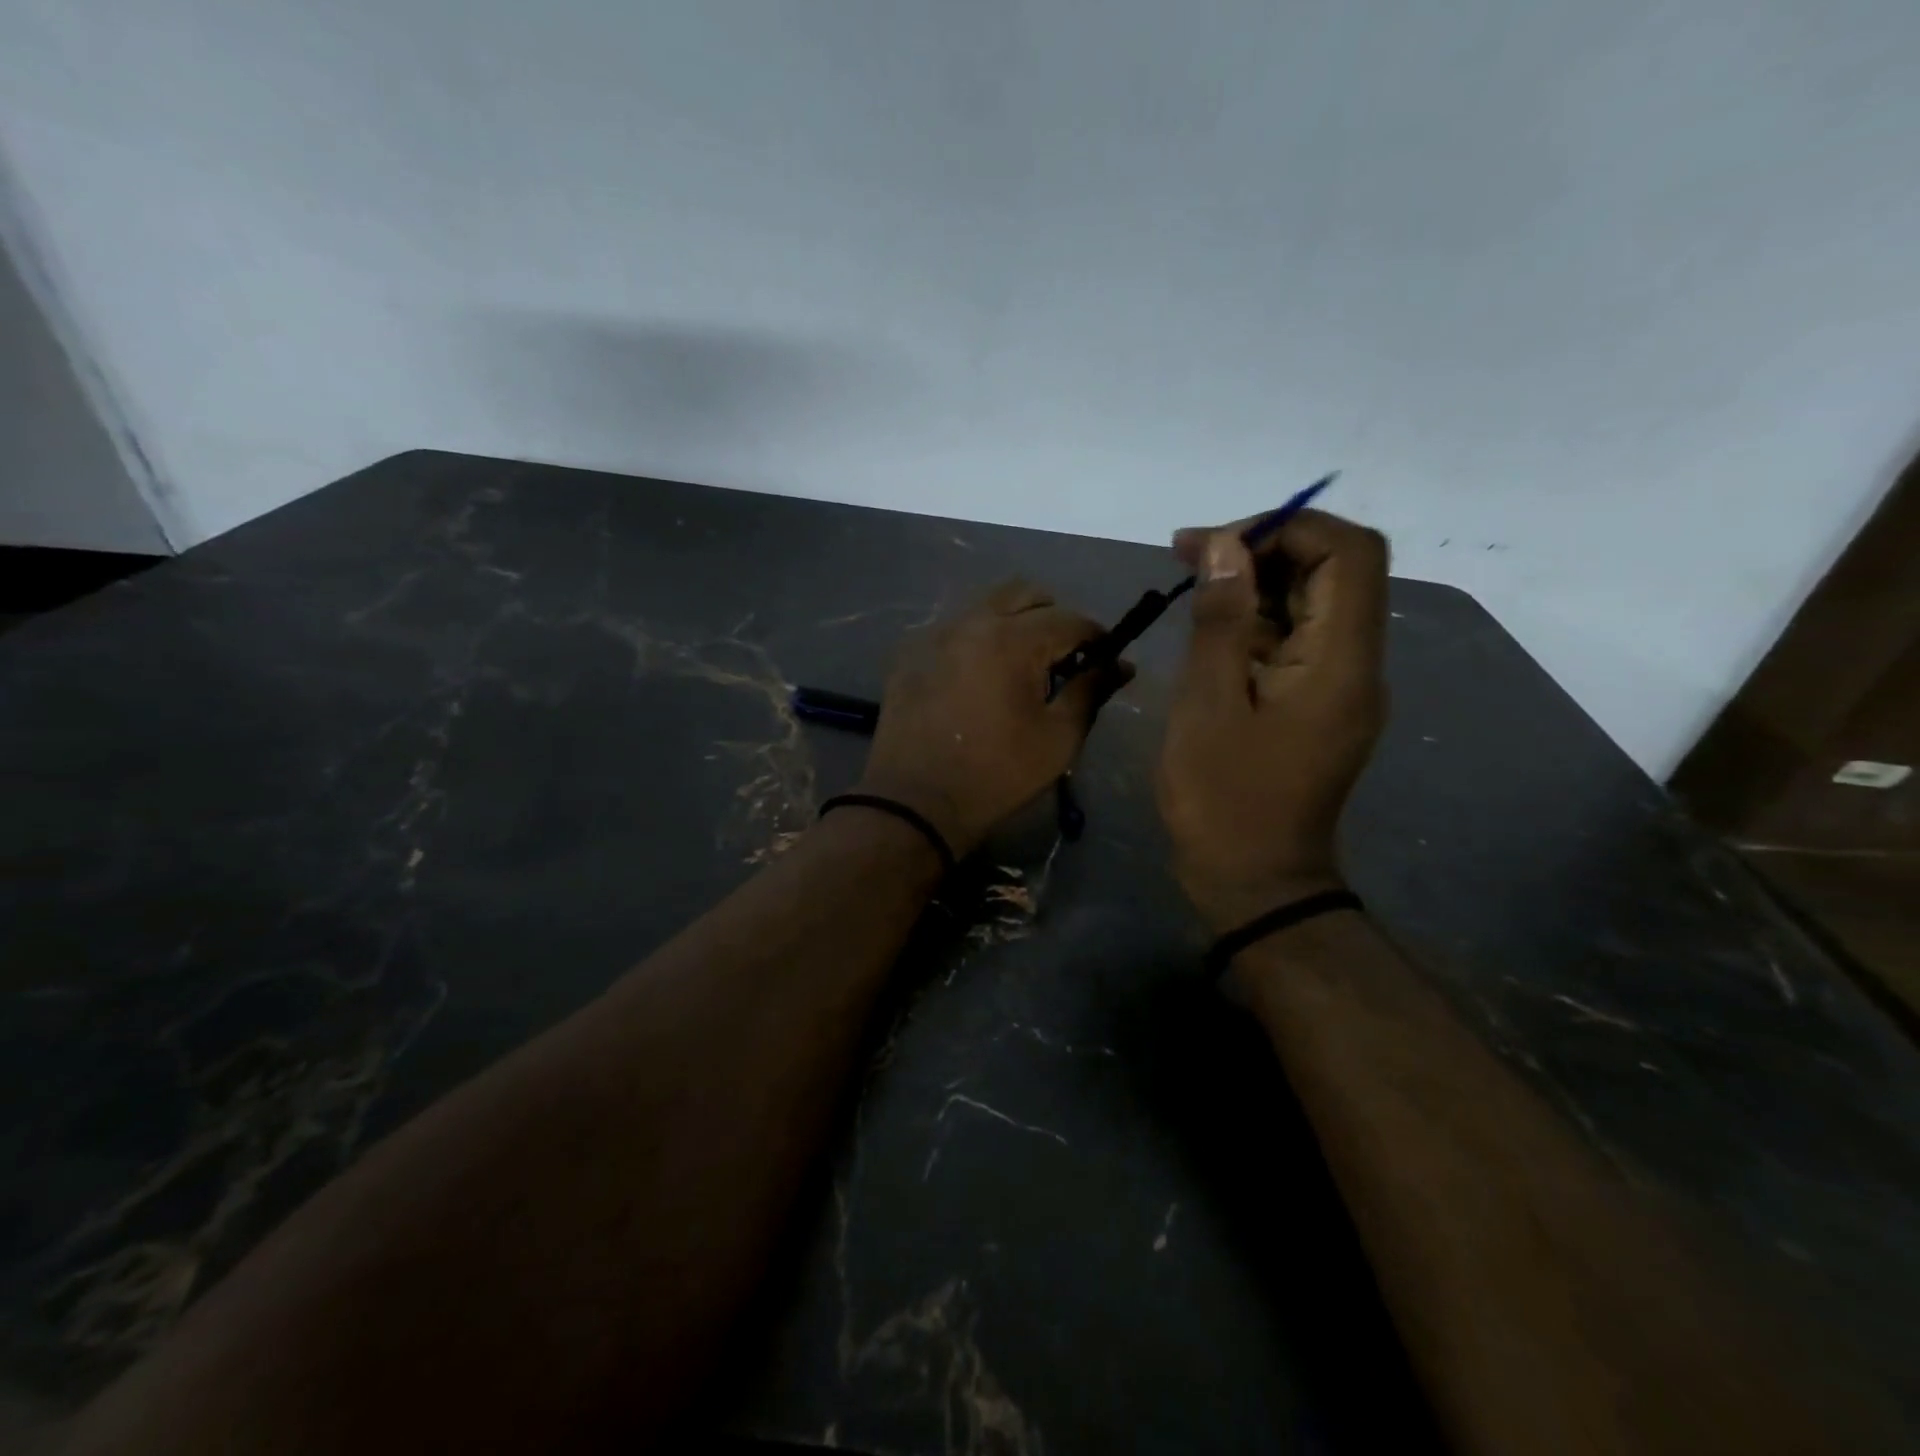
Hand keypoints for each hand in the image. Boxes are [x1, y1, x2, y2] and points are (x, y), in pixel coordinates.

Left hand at [856, 580, 1125, 857]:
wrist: (915, 802)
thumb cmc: (997, 774)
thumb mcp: (1058, 738)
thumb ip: (1090, 691)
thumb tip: (1120, 664)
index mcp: (1012, 640)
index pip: (1069, 619)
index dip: (1095, 637)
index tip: (1104, 659)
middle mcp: (972, 622)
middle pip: (1025, 594)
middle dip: (1052, 618)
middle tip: (1060, 658)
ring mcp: (935, 634)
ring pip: (986, 606)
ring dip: (1012, 623)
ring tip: (1018, 667)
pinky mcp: (909, 653)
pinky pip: (953, 629)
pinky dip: (976, 641)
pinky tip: (977, 678)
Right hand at [1156, 510, 1388, 930]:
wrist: (1254, 881)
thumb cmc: (1223, 799)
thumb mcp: (1207, 705)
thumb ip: (1220, 621)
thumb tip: (1224, 545)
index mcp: (1341, 662)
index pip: (1348, 553)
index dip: (1286, 527)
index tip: (1217, 542)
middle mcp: (1356, 664)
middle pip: (1334, 571)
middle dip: (1264, 548)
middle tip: (1191, 555)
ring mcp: (1340, 685)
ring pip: (1313, 603)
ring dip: (1256, 583)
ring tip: (1191, 584)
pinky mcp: (1317, 703)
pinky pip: (1296, 640)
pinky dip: (1255, 621)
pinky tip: (1208, 631)